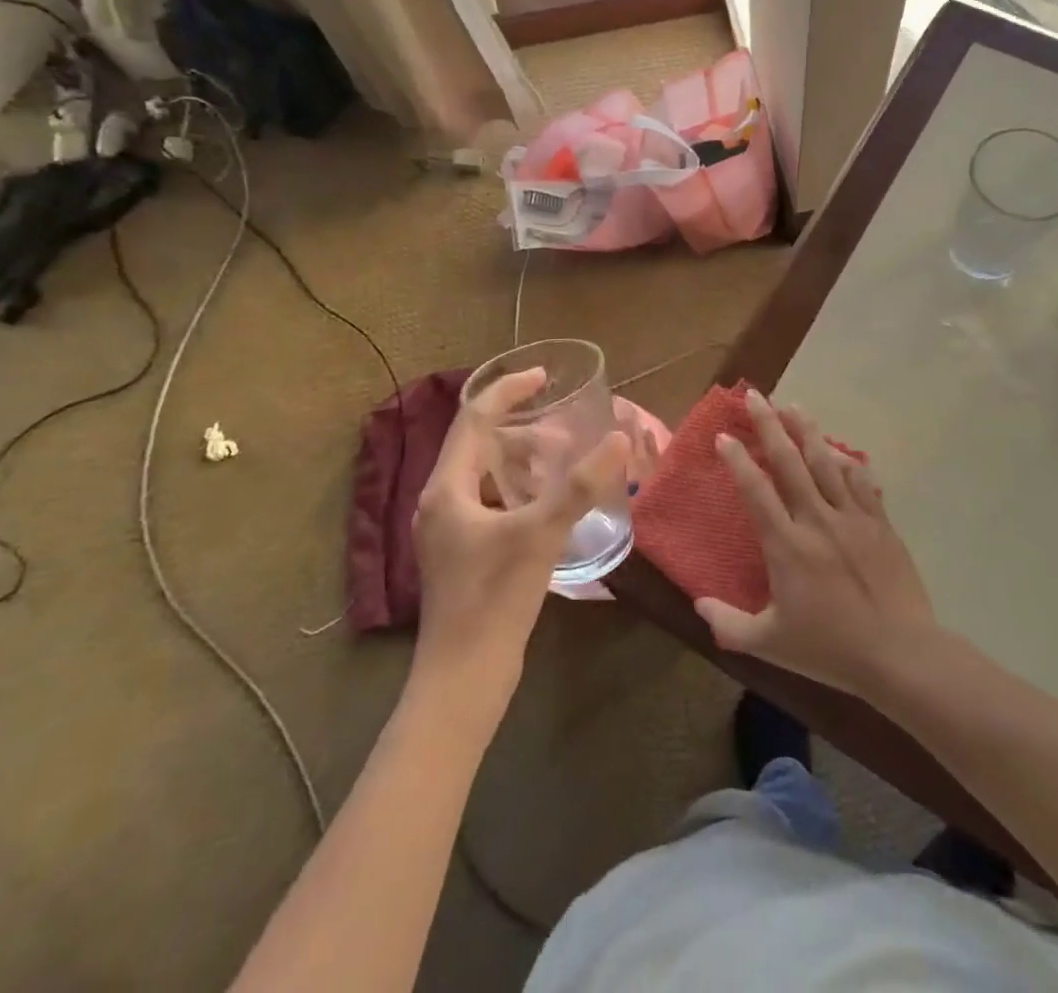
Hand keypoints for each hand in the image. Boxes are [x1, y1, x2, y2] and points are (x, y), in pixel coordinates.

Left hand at [414, 368, 627, 713]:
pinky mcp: (464, 553)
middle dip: (522, 429)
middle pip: (479, 444)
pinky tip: (549, 502)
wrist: (463, 680)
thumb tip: (617, 437)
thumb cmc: (494, 599)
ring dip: (521, 460)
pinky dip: (519, 489)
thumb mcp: (540, 534)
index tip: (544, 377)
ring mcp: (450, 530)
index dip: (508, 391)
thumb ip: (579, 485)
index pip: (474, 418)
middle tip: (565, 429)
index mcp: (447, 489)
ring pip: (486, 475)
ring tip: (562, 460)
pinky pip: (491, 501)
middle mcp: (441, 502)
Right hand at [695, 390, 935, 698]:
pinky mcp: (879, 523)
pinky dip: (846, 462)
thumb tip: (697, 604)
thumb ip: (728, 624)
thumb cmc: (830, 649)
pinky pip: (860, 481)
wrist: (900, 653)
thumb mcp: (770, 644)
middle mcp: (817, 520)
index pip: (756, 490)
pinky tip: (838, 450)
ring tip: (793, 405)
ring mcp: (852, 517)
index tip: (724, 436)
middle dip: (769, 424)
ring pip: (825, 462)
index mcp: (787, 545)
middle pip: (789, 461)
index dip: (737, 459)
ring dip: (807, 430)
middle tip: (755, 396)